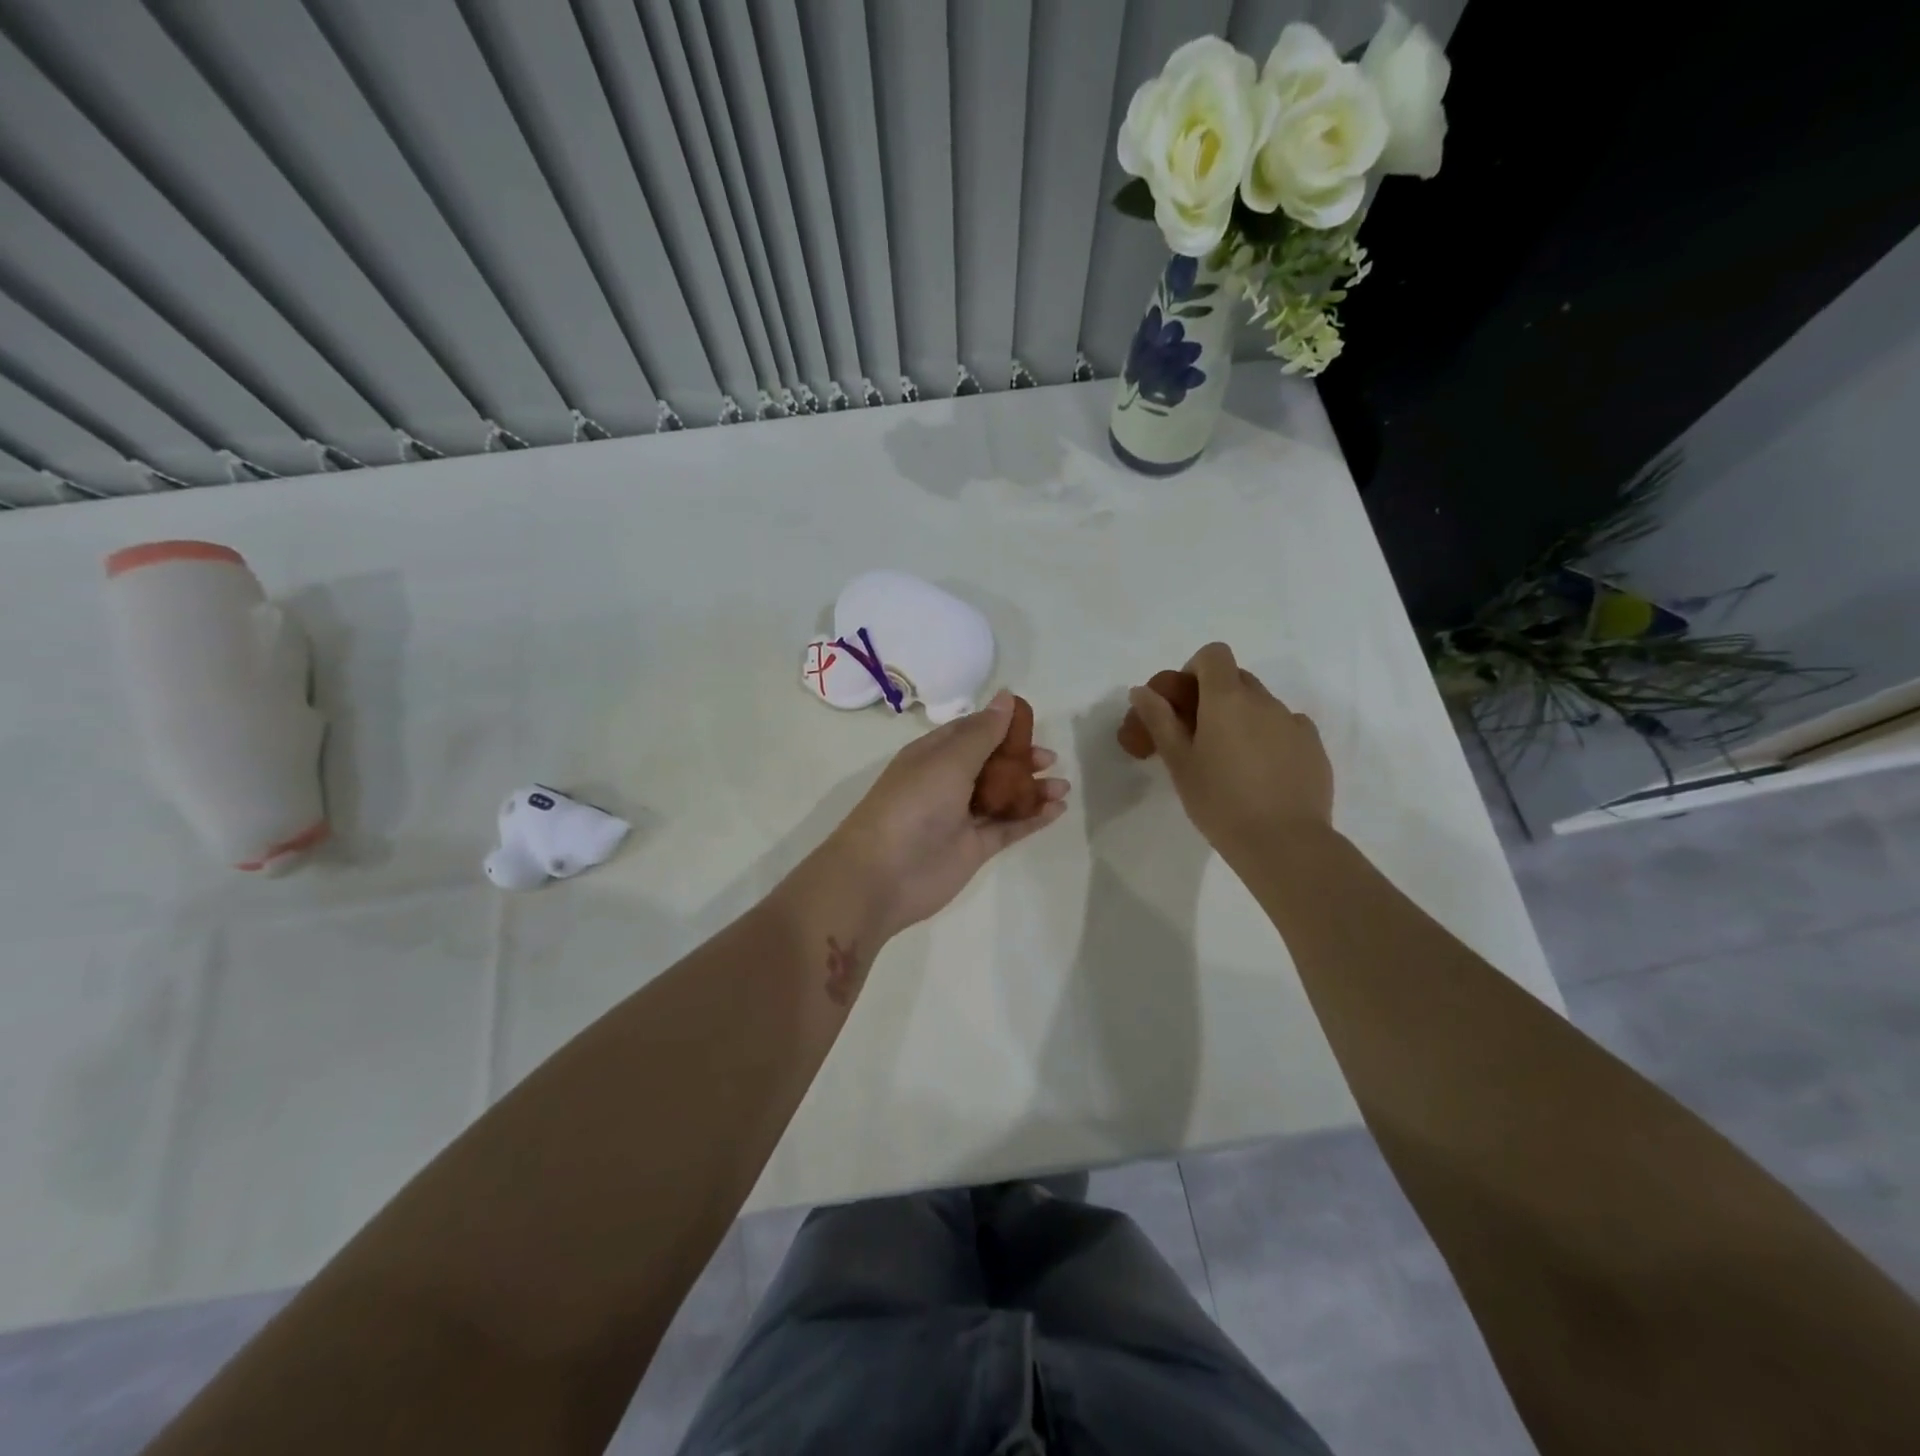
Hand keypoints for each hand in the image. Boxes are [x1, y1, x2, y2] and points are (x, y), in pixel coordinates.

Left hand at [823, 691, 1069, 939]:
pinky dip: (1032, 818)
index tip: (1033, 723)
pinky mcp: (974, 847)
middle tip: (1050, 759)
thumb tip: (1007, 696)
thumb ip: (983, 732)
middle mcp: (947, 782)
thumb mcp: (949, 760)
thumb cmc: (913, 805)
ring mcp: (961, 817)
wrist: (884, 875)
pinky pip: (1008, 827)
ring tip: (1062, 786)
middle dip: (1021, 759)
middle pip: (991, 764)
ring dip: (1032, 789)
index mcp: (933, 755)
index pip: (971, 732)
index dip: (1001, 726)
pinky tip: (1057, 810)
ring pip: (1003, 796)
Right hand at [1125, 642, 1332, 858]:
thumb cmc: (1219, 802)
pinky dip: (1270, 738)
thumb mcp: (1179, 763)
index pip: (1214, 654)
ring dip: (1243, 718)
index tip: (1184, 703)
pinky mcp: (1314, 747)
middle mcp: (1264, 701)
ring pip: (1262, 705)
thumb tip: (1141, 690)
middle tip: (1199, 735)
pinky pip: (1287, 728)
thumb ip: (1160, 720)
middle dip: (1215, 696)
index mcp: (1227, 699)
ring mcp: (1294, 723)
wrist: (1284, 843)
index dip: (1195, 669)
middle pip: (1237, 678)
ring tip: (1232, 762)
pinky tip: (1263, 773)